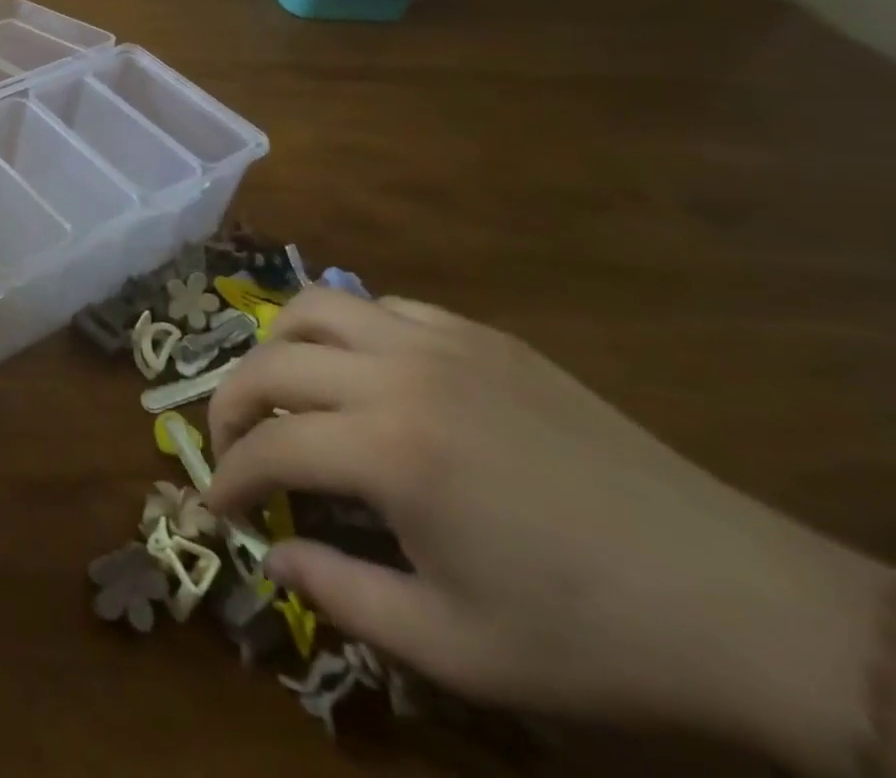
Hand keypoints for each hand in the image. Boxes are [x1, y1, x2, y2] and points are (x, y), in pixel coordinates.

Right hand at [203, 290, 887, 773]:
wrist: (741, 603)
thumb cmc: (590, 637)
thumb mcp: (455, 648)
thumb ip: (340, 595)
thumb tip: (270, 558)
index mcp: (390, 452)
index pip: (269, 447)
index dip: (228, 477)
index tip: (215, 507)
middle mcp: (399, 375)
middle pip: (271, 361)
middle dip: (229, 405)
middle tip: (230, 447)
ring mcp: (442, 342)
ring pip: (315, 307)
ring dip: (279, 348)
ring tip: (283, 393)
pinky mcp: (482, 335)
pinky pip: (384, 309)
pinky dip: (348, 333)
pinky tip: (365, 377)